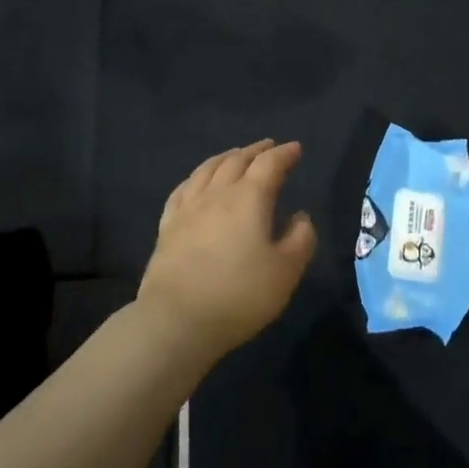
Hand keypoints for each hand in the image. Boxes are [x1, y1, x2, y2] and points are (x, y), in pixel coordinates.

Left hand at [139, 140, 317, 361]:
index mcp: (249, 198)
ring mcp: (188, 208)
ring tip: (236, 155)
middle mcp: (217, 194)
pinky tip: (198, 182)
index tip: (296, 149)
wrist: (177, 320)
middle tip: (269, 147)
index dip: (285, 154)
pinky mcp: (168, 227)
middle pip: (237, 161)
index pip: (269, 165)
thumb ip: (300, 239)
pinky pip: (183, 189)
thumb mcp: (286, 271)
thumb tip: (300, 217)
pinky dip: (197, 177)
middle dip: (256, 150)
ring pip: (208, 169)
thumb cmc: (240, 295)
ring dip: (227, 157)